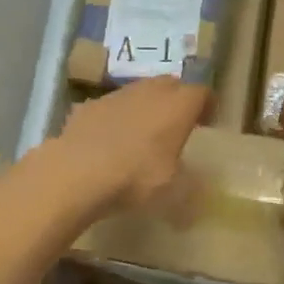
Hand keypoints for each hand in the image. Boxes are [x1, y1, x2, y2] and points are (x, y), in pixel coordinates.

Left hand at [53, 77, 210, 213]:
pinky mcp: (90, 105)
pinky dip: (117, 116)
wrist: (77, 171)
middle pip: (171, 84)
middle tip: (178, 123)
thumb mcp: (172, 191)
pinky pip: (112, 105)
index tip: (207, 121)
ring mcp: (117, 95)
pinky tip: (110, 139)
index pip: (201, 92)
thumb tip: (194, 200)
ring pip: (140, 91)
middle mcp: (150, 91)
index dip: (207, 104)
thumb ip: (189, 188)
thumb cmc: (135, 176)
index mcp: (178, 106)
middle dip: (177, 99)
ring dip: (147, 105)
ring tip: (144, 131)